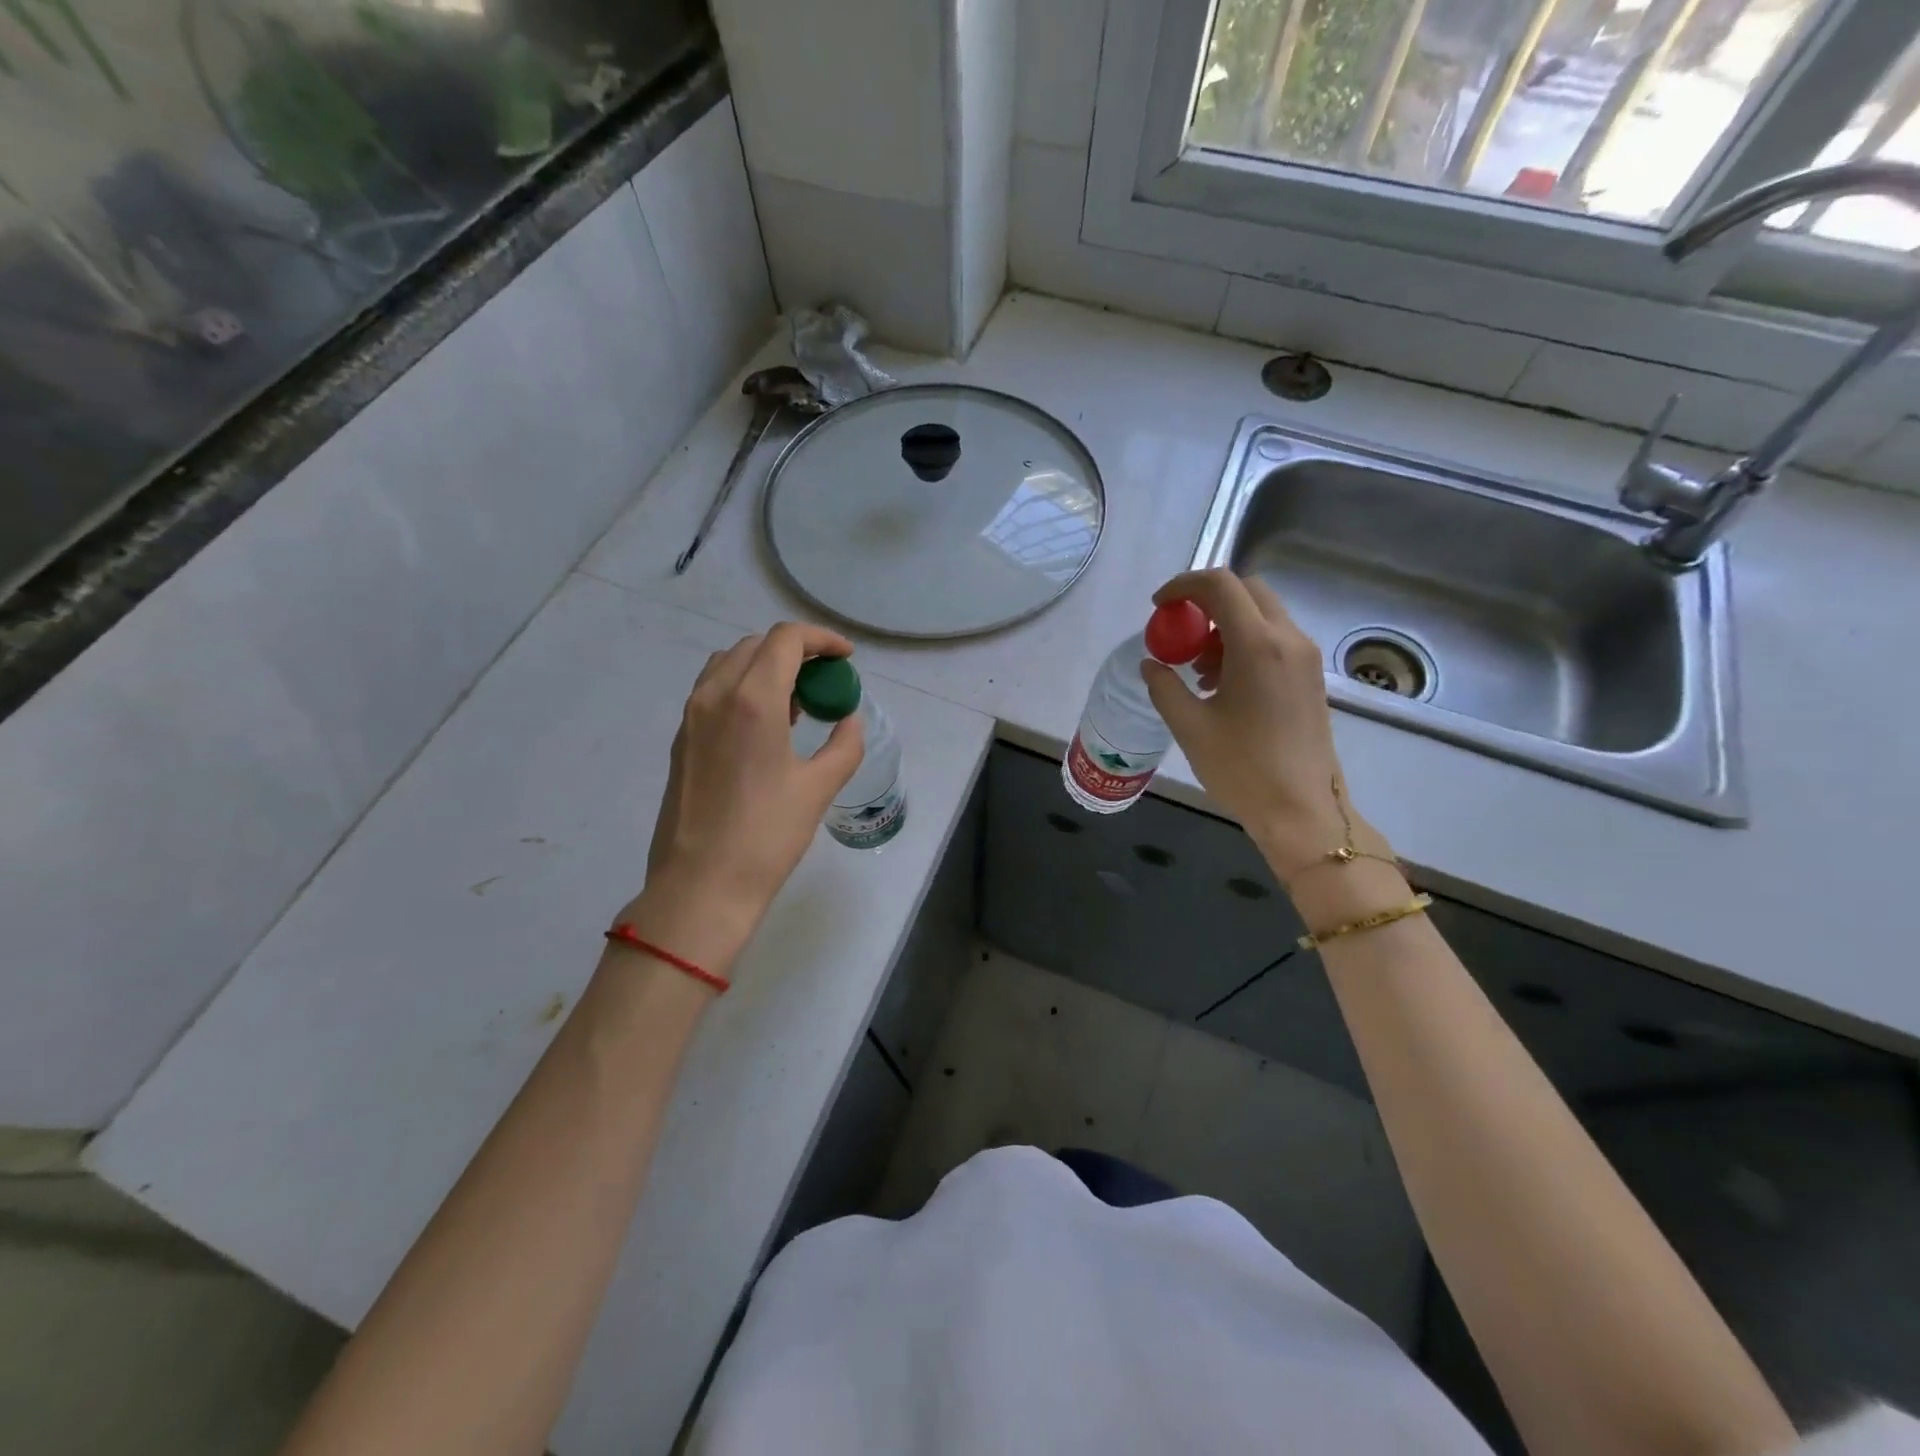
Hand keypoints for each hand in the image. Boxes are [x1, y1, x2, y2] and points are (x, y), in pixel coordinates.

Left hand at [621, 623, 864, 973]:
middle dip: (795, 651)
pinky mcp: (681, 739)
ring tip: (795, 700)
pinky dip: (743, 687)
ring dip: (765, 666)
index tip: (845, 658)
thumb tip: (850, 720)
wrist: (701, 885)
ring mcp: (691, 716)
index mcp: (752, 699)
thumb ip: (844, 745)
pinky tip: (765, 725)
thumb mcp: (819, 788)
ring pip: (729, 663)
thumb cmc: (766, 836)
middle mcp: (715, 695)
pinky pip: (713, 690)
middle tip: (824, 680)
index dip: (822, 639)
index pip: (786, 639)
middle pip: (756, 645)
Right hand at [1141, 570, 1389, 878]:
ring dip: (1225, 625)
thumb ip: (1164, 686)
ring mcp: (1305, 658)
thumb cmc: (1241, 768)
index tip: (1159, 607)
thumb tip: (1152, 663)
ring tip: (1198, 667)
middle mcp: (1288, 640)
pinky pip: (1275, 639)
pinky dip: (1244, 644)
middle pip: (1247, 591)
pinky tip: (1222, 684)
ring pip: (1262, 615)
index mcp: (1258, 645)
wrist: (1302, 811)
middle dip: (1207, 601)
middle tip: (1179, 632)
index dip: (1183, 585)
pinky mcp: (1310, 677)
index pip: (1221, 585)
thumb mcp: (1189, 726)